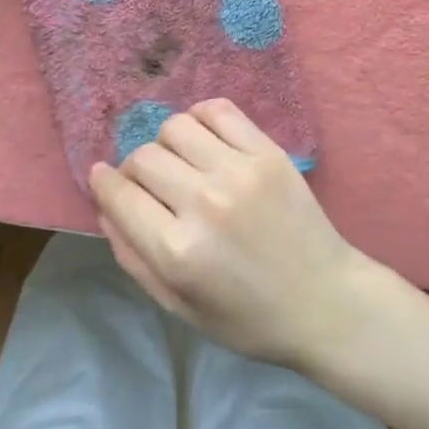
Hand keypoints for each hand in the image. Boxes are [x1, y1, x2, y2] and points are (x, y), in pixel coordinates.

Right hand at [88, 99, 384, 369]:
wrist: (325, 301)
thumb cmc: (248, 318)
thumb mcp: (178, 305)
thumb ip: (133, 257)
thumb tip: (105, 206)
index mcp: (177, 251)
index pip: (119, 195)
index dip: (103, 183)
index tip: (103, 178)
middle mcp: (204, 203)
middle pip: (144, 157)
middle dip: (135, 171)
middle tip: (152, 187)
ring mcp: (239, 172)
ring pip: (176, 127)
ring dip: (167, 144)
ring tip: (183, 164)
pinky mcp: (268, 152)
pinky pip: (218, 110)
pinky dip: (201, 118)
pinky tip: (206, 140)